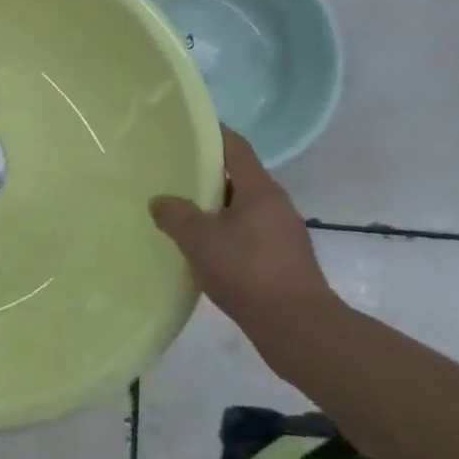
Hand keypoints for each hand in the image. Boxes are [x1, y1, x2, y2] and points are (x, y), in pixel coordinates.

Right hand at [150, 129, 343, 379]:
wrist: (298, 328)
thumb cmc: (248, 271)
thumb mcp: (198, 238)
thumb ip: (174, 213)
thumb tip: (160, 201)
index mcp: (260, 189)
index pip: (235, 146)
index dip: (210, 133)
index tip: (182, 130)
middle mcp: (277, 205)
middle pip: (237, 177)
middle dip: (205, 174)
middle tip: (170, 174)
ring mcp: (283, 234)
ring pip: (242, 208)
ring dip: (213, 208)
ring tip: (179, 213)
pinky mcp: (283, 260)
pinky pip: (247, 234)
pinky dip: (224, 234)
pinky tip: (201, 249)